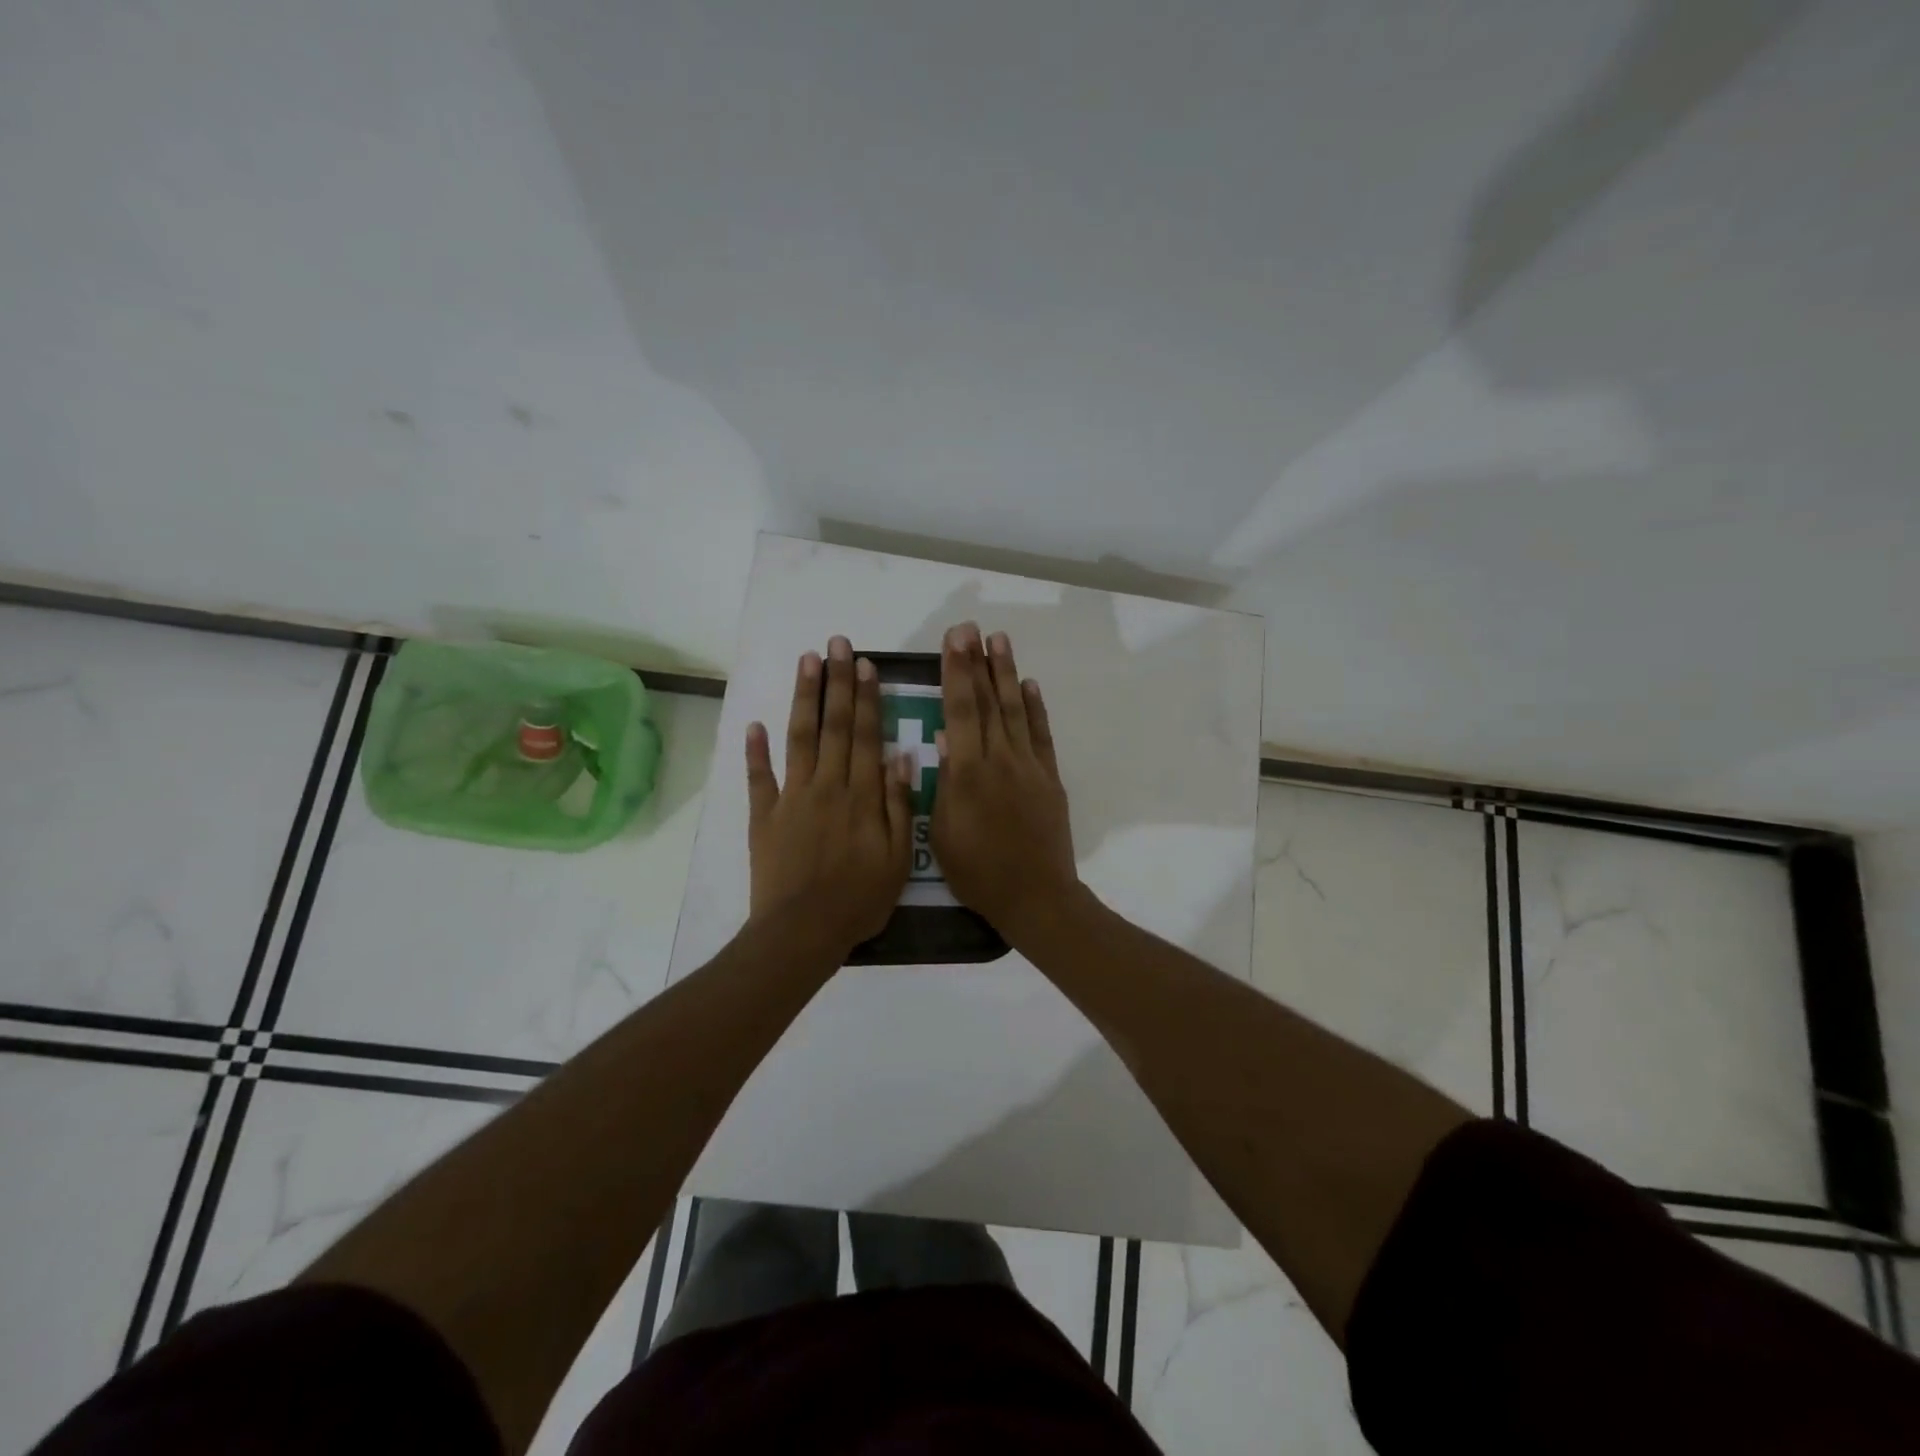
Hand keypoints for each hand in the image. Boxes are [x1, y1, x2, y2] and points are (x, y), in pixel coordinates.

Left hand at [746, 636, 914, 956]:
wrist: (803, 931)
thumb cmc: (859, 899)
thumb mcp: (898, 858)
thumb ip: (899, 805)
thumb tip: (901, 757)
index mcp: (862, 795)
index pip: (867, 735)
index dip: (866, 698)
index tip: (864, 664)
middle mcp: (827, 785)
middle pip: (834, 726)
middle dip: (835, 682)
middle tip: (835, 644)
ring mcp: (792, 798)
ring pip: (799, 738)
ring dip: (802, 698)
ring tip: (805, 661)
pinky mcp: (764, 816)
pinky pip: (759, 778)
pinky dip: (754, 751)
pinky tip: (754, 724)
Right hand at [930, 623, 1079, 941]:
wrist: (1036, 896)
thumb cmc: (979, 872)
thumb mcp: (943, 835)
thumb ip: (944, 783)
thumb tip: (944, 738)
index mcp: (968, 773)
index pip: (960, 711)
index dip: (956, 672)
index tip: (953, 640)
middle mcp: (1000, 759)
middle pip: (987, 702)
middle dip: (977, 662)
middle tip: (970, 627)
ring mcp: (1030, 766)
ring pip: (1015, 710)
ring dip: (1006, 673)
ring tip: (999, 640)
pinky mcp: (1050, 778)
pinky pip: (1041, 735)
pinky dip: (1035, 709)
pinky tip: (1029, 685)